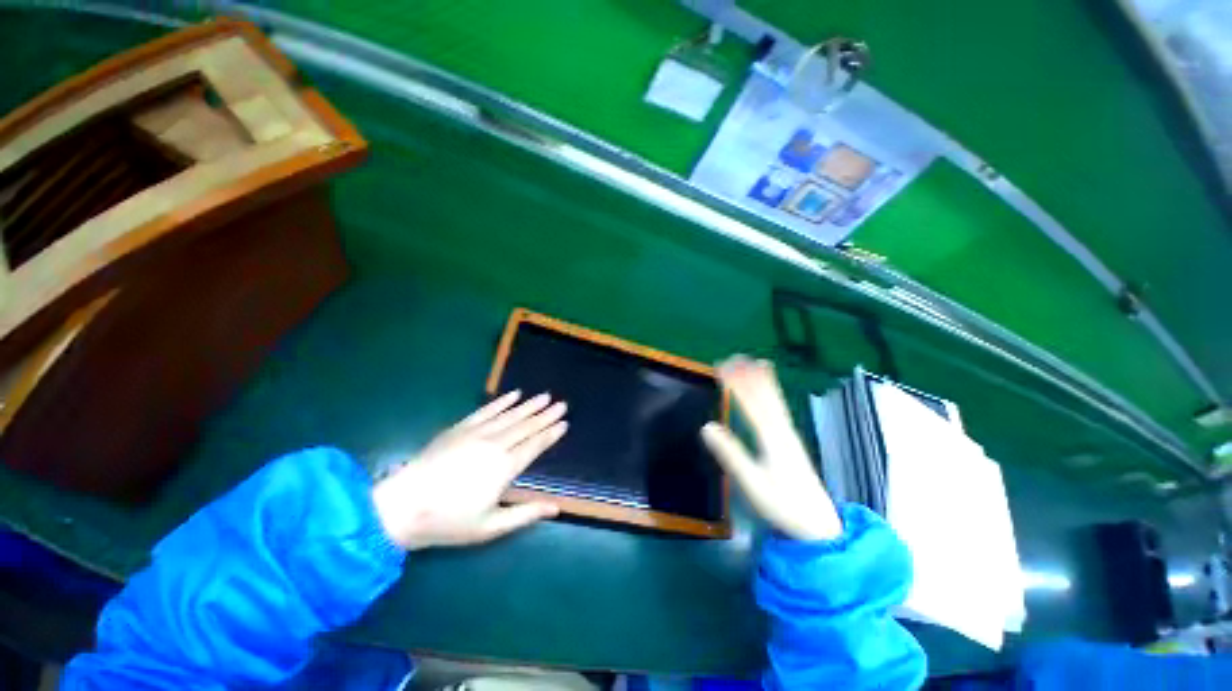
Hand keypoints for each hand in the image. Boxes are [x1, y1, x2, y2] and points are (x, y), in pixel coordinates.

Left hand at [372, 391, 566, 549]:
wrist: (402, 506)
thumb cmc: (449, 521)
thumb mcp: (490, 527)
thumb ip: (525, 514)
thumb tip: (556, 508)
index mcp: (505, 468)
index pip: (535, 445)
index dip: (551, 433)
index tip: (564, 423)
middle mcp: (495, 445)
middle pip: (526, 426)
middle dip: (546, 415)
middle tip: (562, 404)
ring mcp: (477, 433)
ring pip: (510, 415)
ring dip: (530, 405)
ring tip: (545, 396)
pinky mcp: (460, 428)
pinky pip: (486, 410)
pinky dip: (502, 401)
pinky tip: (514, 394)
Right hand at [701, 356, 842, 540]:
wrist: (818, 524)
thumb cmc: (783, 505)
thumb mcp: (752, 483)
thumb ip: (731, 454)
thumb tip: (707, 426)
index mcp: (771, 437)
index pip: (750, 402)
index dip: (736, 383)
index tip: (721, 367)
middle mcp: (781, 428)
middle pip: (763, 395)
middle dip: (747, 375)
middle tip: (731, 358)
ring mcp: (788, 432)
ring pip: (774, 399)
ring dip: (761, 379)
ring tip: (751, 361)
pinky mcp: (791, 438)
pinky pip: (780, 407)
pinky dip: (774, 392)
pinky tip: (771, 387)